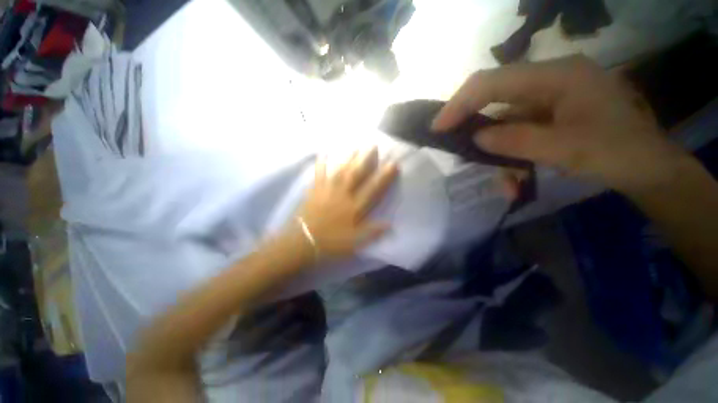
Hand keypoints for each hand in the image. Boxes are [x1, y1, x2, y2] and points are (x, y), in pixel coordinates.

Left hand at [291, 148, 397, 261]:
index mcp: (354, 207)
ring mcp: (328, 190)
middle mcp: (343, 195)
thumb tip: (390, 224)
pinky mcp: (315, 190)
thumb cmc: (331, 243)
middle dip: (366, 159)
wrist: (303, 241)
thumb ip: (372, 232)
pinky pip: (319, 174)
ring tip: (355, 146)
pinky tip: (323, 152)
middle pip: (356, 174)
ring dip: (348, 157)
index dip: (384, 177)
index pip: (373, 189)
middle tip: (373, 145)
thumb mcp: (355, 242)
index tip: (393, 164)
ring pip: (340, 170)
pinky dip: (321, 162)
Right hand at [432, 55, 683, 192]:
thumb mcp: (567, 150)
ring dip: (495, 148)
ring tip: (500, 178)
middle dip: (470, 120)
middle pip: (494, 94)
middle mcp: (551, 79)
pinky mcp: (550, 113)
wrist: (650, 169)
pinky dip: (509, 153)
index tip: (437, 127)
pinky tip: (515, 177)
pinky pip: (516, 130)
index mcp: (558, 76)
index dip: (460, 103)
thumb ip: (517, 141)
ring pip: (504, 118)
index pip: (494, 81)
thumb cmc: (619, 155)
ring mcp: (550, 97)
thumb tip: (477, 138)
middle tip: (452, 142)